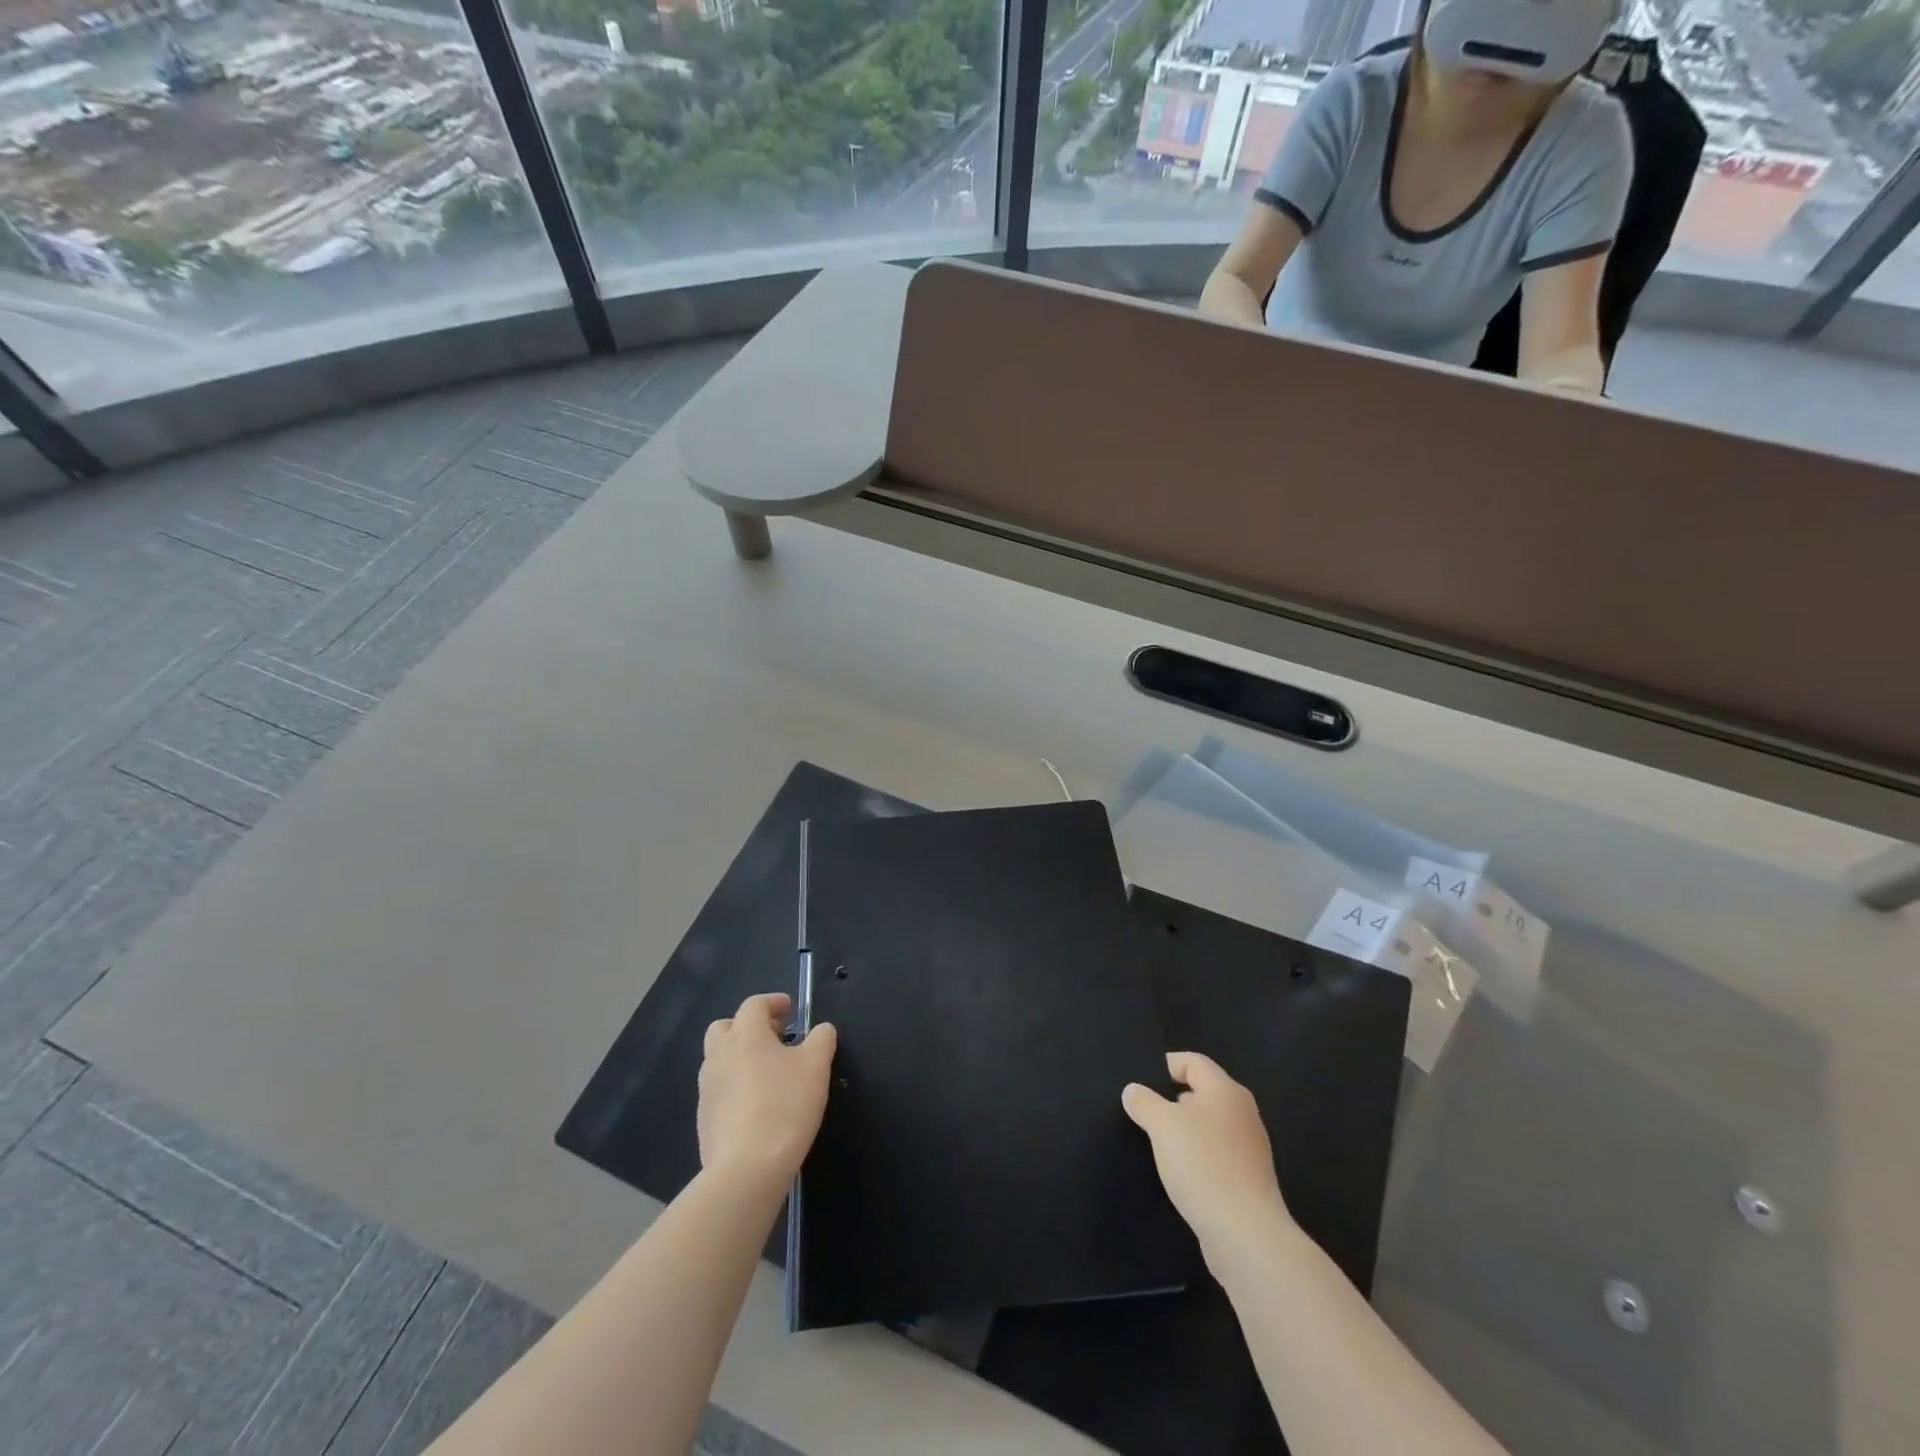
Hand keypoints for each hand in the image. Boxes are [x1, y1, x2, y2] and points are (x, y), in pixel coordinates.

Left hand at [697, 993, 836, 1194]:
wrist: (746, 1168)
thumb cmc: (785, 1105)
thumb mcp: (817, 1066)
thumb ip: (821, 1039)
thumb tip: (821, 1029)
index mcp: (745, 1035)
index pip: (754, 1004)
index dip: (773, 1002)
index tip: (791, 1009)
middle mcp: (720, 1055)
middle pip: (725, 1027)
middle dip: (748, 1026)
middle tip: (774, 1037)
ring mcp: (707, 1088)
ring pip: (719, 1058)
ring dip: (740, 1056)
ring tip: (768, 1072)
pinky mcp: (704, 1118)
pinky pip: (719, 1089)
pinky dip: (735, 1085)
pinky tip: (757, 1103)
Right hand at [1123, 1051, 1292, 1257]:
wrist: (1245, 1234)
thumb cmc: (1202, 1165)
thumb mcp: (1161, 1126)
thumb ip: (1143, 1102)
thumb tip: (1133, 1090)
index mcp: (1225, 1090)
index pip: (1193, 1061)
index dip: (1165, 1065)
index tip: (1140, 1082)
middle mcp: (1242, 1112)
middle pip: (1202, 1092)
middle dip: (1172, 1100)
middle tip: (1144, 1113)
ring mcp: (1250, 1147)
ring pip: (1209, 1125)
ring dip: (1184, 1131)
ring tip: (1158, 1145)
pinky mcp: (1250, 1178)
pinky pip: (1217, 1154)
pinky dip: (1198, 1157)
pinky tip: (1181, 1174)